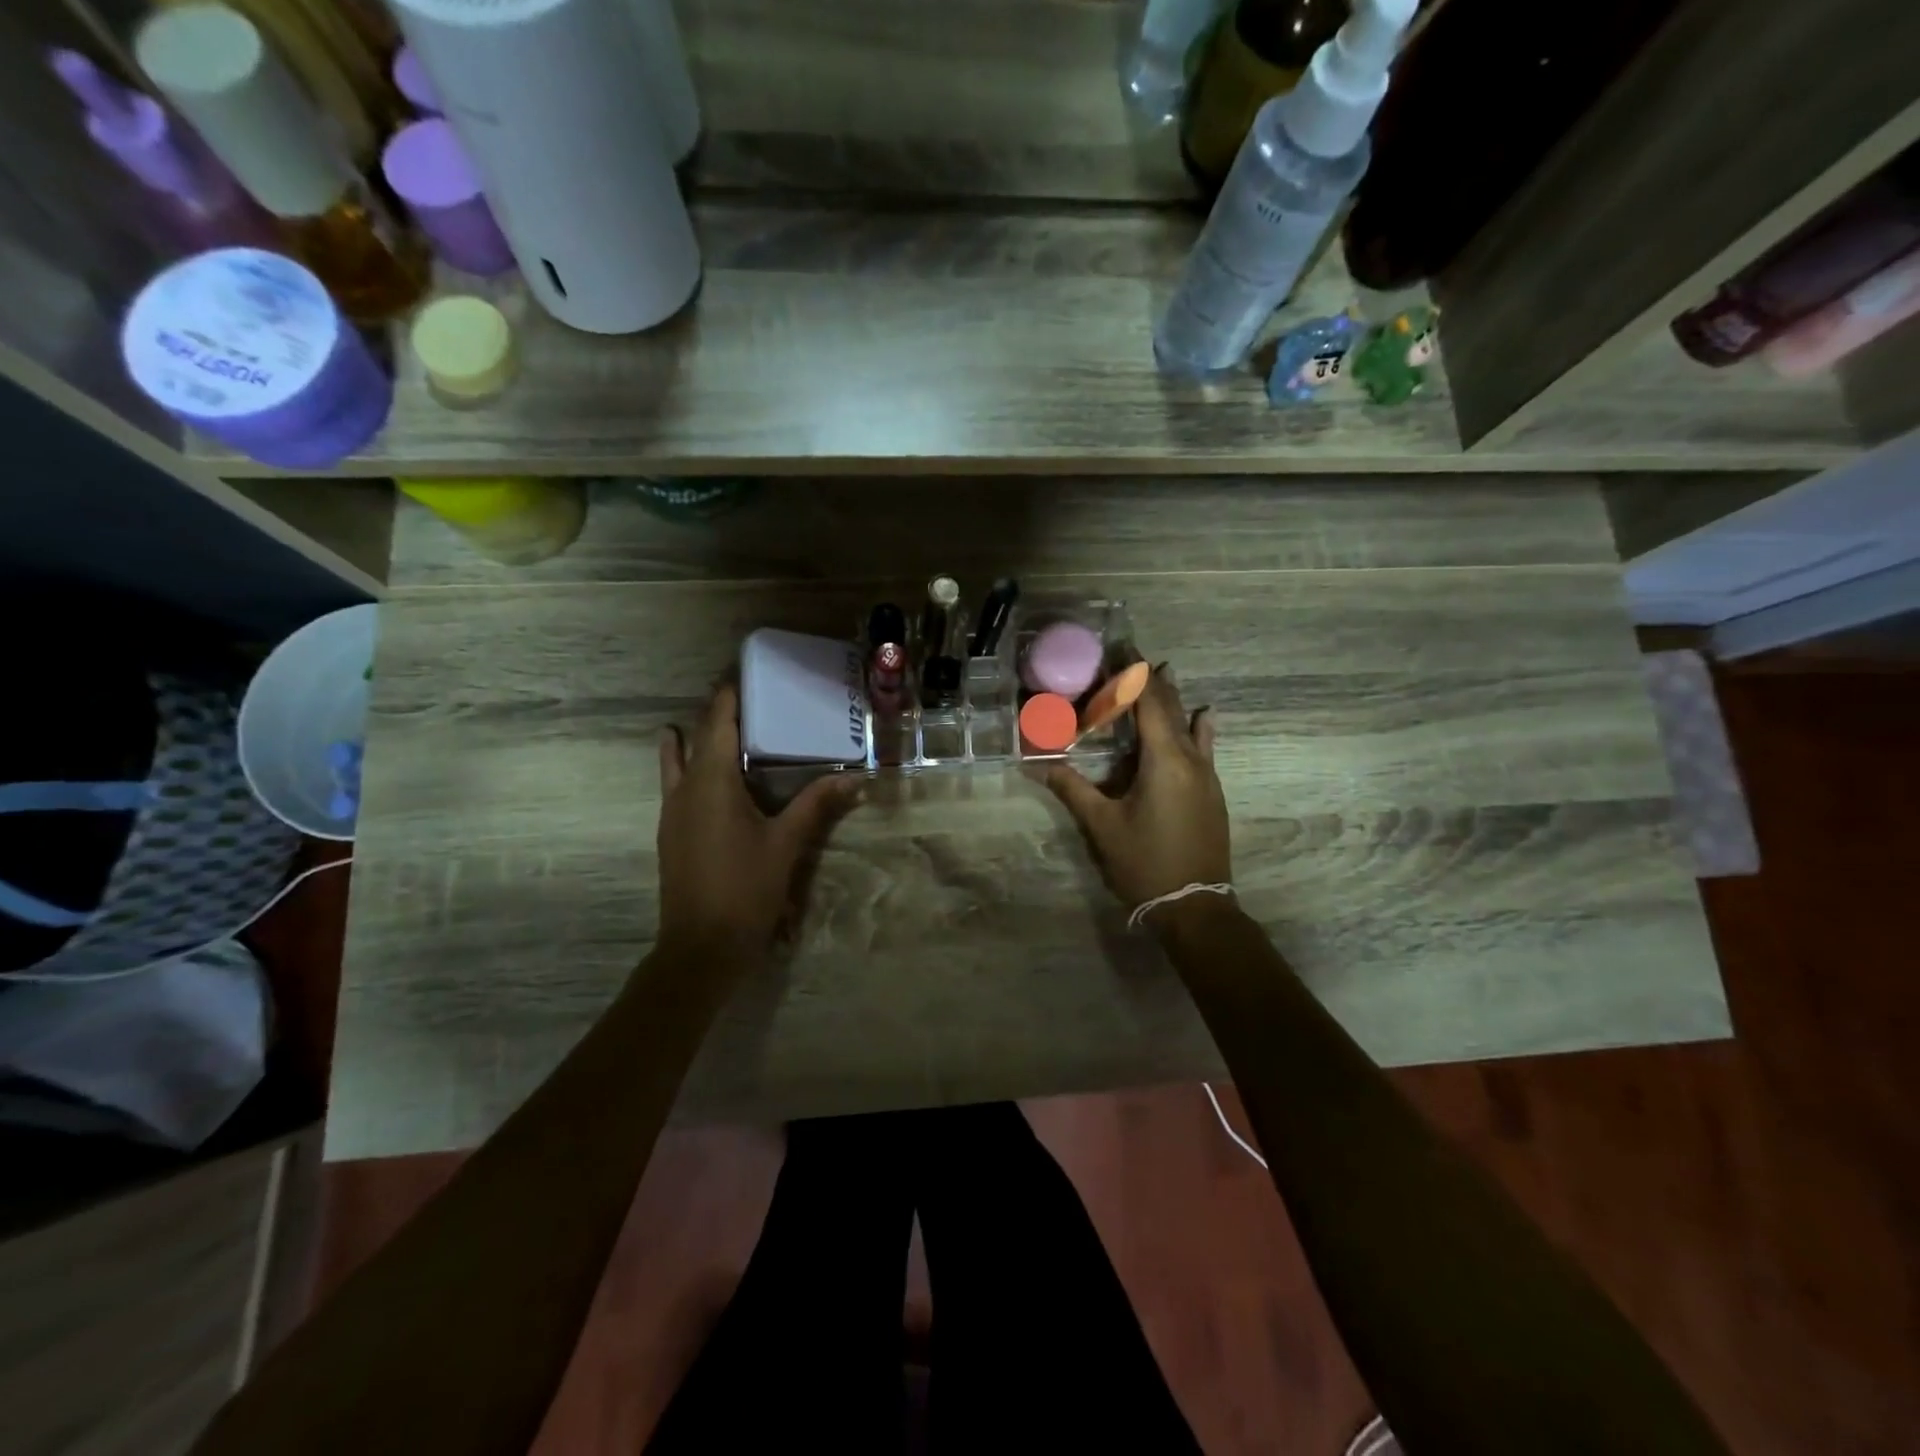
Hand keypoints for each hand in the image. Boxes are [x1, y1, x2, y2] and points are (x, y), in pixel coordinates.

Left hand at [655, 685, 860, 964]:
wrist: (701, 947)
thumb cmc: (745, 888)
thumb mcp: (787, 844)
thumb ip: (816, 805)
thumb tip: (854, 778)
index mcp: (712, 782)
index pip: (716, 723)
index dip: (727, 696)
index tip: (741, 673)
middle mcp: (685, 789)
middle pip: (693, 738)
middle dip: (712, 715)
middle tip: (738, 696)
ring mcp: (672, 813)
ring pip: (676, 764)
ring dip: (690, 741)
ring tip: (705, 726)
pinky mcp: (671, 835)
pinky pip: (676, 787)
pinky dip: (687, 769)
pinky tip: (705, 780)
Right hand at [1043, 667, 1230, 913]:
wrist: (1195, 906)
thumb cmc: (1145, 863)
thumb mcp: (1102, 826)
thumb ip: (1072, 789)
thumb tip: (1037, 764)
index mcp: (1164, 760)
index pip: (1149, 703)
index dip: (1134, 674)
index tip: (1121, 649)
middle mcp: (1191, 759)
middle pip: (1171, 708)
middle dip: (1151, 681)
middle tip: (1131, 657)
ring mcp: (1206, 776)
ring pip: (1190, 725)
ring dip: (1174, 699)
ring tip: (1165, 672)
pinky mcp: (1211, 792)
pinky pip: (1203, 747)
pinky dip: (1197, 726)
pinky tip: (1204, 716)